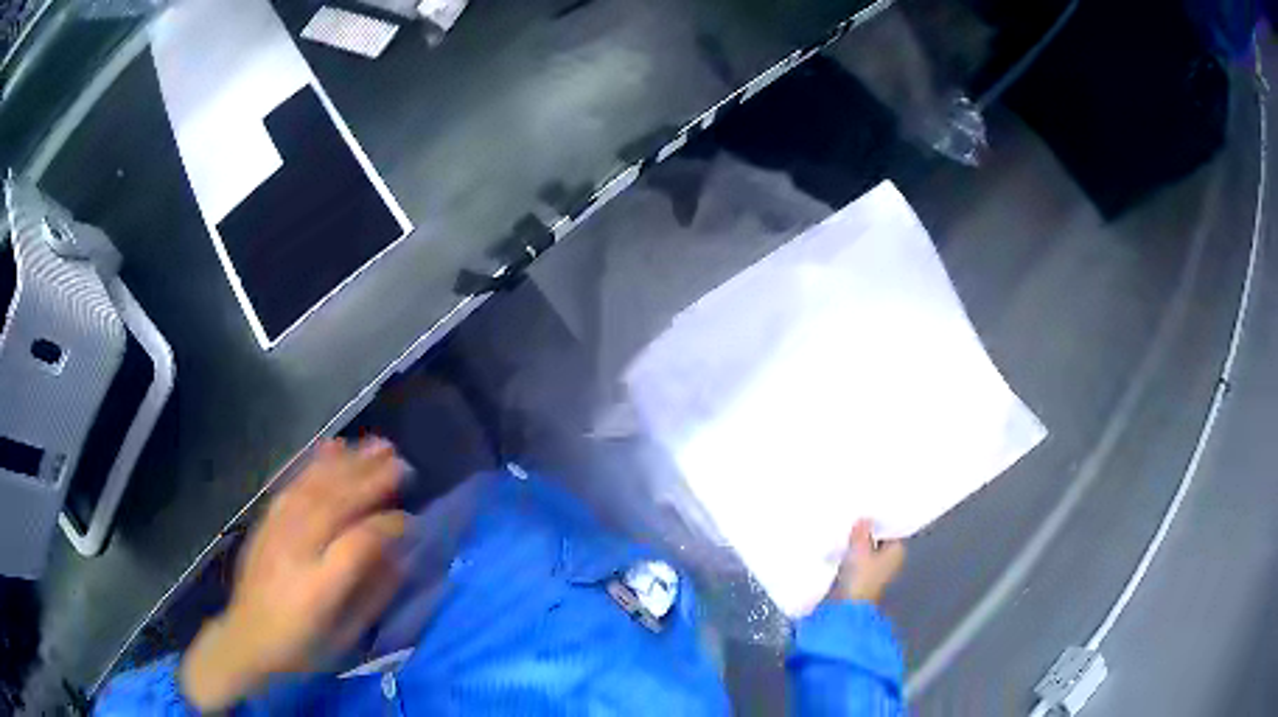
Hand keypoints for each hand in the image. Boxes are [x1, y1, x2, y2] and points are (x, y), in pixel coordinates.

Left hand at [180, 438, 407, 710]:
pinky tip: (332, 448)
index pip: (358, 544)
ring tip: (375, 446)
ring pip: (313, 488)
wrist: (247, 639)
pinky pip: (290, 486)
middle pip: (335, 505)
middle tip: (401, 462)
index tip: (411, 519)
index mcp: (319, 587)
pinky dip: (313, 464)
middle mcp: (295, 551)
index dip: (387, 526)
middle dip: (370, 480)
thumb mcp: (346, 636)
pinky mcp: (265, 522)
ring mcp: (276, 532)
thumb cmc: (303, 646)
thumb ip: (374, 595)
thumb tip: (401, 557)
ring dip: (347, 464)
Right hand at [828, 520, 905, 604]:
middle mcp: (890, 561)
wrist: (846, 608)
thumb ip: (862, 532)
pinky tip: (840, 547)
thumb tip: (864, 519)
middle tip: (854, 517)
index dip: (880, 520)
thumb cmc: (860, 578)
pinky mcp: (859, 580)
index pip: (891, 530)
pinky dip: (850, 555)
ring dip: (857, 543)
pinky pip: (856, 561)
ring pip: (866, 551)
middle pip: (878, 540)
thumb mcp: (860, 549)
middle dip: (867, 532)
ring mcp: (874, 572)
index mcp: (897, 552)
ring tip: (845, 529)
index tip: (868, 509)